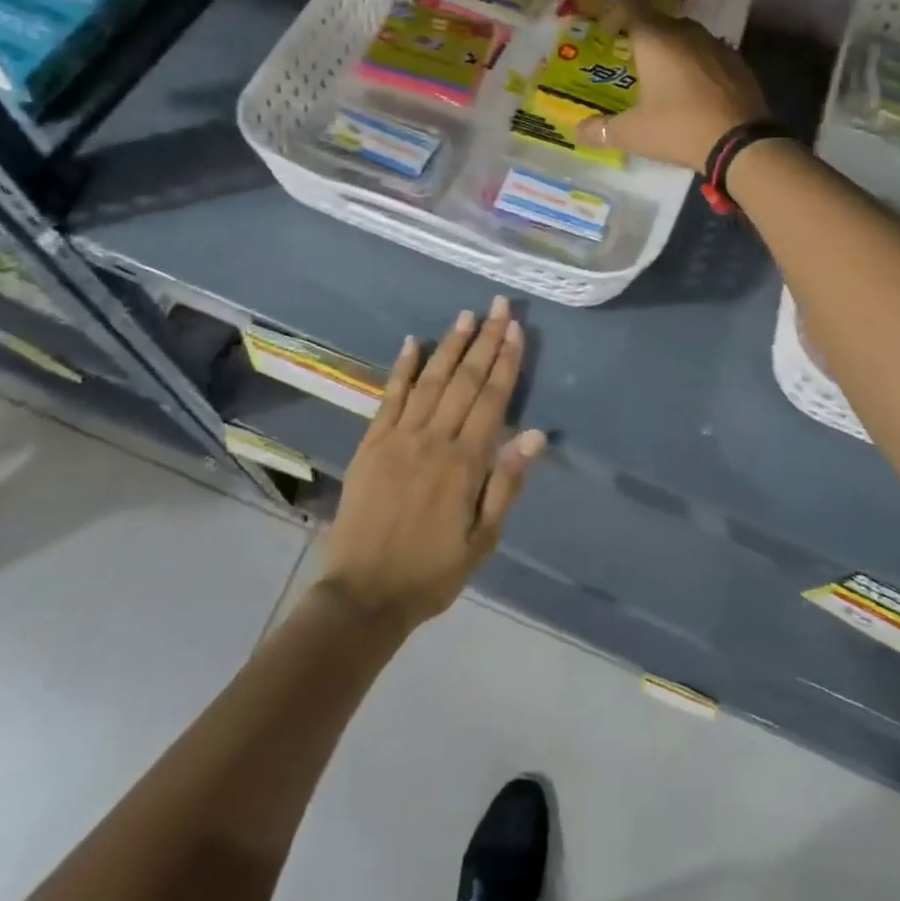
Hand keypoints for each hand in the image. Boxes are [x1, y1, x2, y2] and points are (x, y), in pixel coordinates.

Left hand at [319, 296, 546, 630]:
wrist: (364, 594)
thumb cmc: (431, 572)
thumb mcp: (482, 541)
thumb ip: (506, 484)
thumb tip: (536, 435)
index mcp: (465, 464)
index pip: (492, 400)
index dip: (506, 362)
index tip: (516, 329)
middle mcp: (434, 440)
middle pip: (465, 380)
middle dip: (485, 340)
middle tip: (498, 306)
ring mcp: (399, 437)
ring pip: (431, 381)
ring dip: (450, 345)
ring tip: (466, 315)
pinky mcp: (372, 443)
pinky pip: (389, 397)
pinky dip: (402, 368)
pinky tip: (412, 342)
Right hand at [573, 0, 768, 171]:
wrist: (742, 142)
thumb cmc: (679, 128)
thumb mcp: (633, 133)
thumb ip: (602, 130)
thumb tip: (577, 131)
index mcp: (656, 40)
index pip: (632, 5)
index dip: (615, 14)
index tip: (607, 35)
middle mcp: (686, 33)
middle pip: (660, 21)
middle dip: (643, 37)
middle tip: (633, 64)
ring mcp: (716, 45)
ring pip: (687, 37)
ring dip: (672, 51)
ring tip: (663, 80)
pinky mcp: (738, 63)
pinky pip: (709, 55)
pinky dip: (696, 65)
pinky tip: (694, 93)